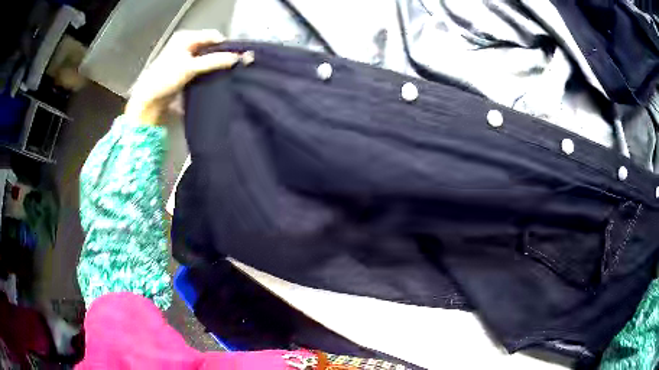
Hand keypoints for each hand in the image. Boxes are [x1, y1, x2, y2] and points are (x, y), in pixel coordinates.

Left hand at [125, 29, 239, 124]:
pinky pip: (201, 67)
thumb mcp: (190, 68)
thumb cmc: (164, 79)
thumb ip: (214, 61)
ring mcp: (184, 57)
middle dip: (220, 55)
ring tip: (223, 73)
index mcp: (185, 37)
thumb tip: (236, 58)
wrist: (148, 100)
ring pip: (206, 57)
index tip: (235, 57)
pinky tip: (212, 79)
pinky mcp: (183, 70)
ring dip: (214, 65)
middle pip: (210, 46)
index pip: (212, 36)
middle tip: (230, 66)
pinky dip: (207, 71)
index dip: (224, 45)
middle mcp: (185, 44)